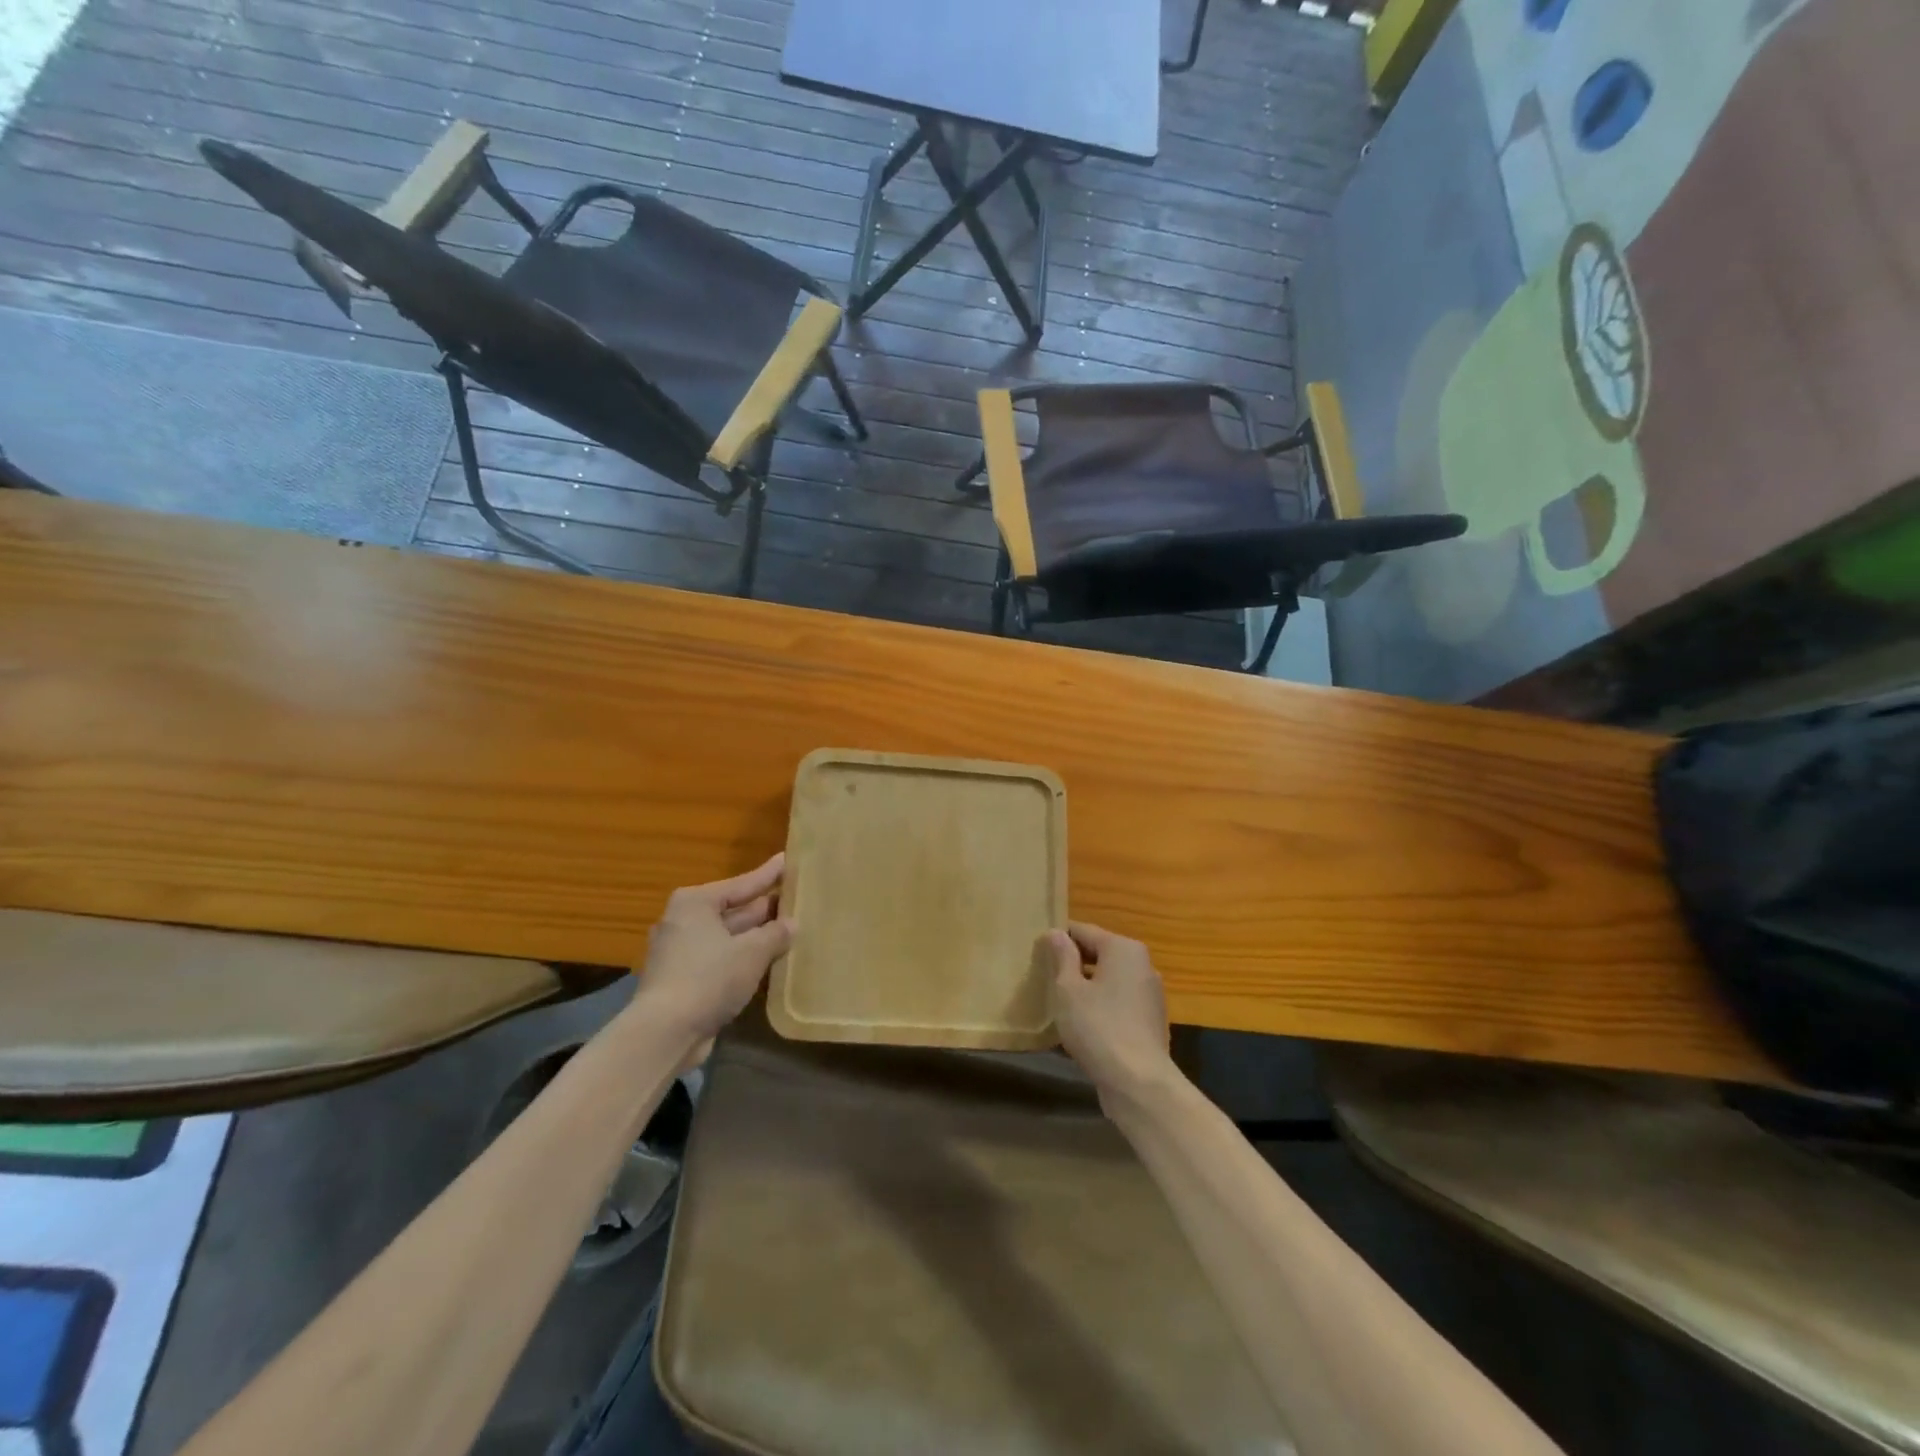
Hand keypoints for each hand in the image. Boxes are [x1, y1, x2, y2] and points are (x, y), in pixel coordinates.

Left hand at [632, 853, 793, 1048]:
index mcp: (695, 903)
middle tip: (794, 898)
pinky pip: (719, 960)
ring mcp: (679, 952)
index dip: (768, 875)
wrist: (664, 1033)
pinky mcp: (680, 980)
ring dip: (754, 937)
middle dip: (763, 908)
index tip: (787, 859)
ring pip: (726, 937)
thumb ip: (775, 934)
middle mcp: (683, 921)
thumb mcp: (752, 952)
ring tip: (787, 929)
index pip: (741, 884)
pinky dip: (741, 959)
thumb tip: (792, 924)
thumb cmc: (709, 978)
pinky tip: (766, 962)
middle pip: (732, 910)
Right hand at [1045, 921, 1175, 1111]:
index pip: (1083, 931)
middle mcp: (1143, 964)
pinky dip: (1101, 1006)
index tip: (1036, 952)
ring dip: (1086, 986)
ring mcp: (1150, 994)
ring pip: (1109, 979)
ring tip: (1060, 1002)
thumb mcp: (1068, 989)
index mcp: (1124, 948)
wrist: (1139, 1083)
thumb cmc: (1098, 1027)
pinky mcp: (1151, 1020)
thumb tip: (1056, 932)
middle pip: (1099, 954)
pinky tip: (1083, 1024)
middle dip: (1073, 964)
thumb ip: (1062, 957)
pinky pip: (1119, 1002)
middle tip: (1044, 978)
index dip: (1058, 939)